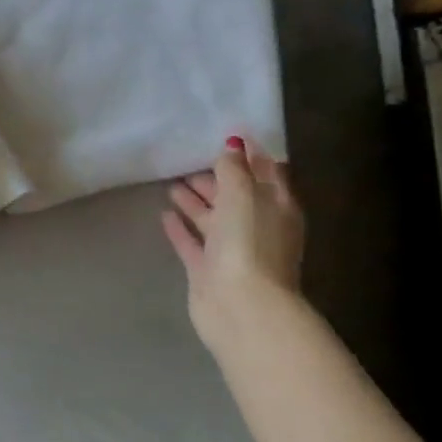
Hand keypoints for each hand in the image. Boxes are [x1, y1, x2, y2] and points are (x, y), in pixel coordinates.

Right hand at [161, 136, 303, 354]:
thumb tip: (232, 144)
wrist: (241, 305)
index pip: (267, 174)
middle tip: (189, 159)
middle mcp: (257, 227)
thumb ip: (234, 169)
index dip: (250, 155)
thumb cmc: (249, 242)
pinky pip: (192, 242)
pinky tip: (164, 214)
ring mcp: (232, 250)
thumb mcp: (243, 194)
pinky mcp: (208, 270)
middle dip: (216, 178)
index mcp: (277, 207)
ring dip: (195, 201)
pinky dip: (180, 228)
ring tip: (172, 183)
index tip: (229, 135)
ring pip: (212, 219)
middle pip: (236, 196)